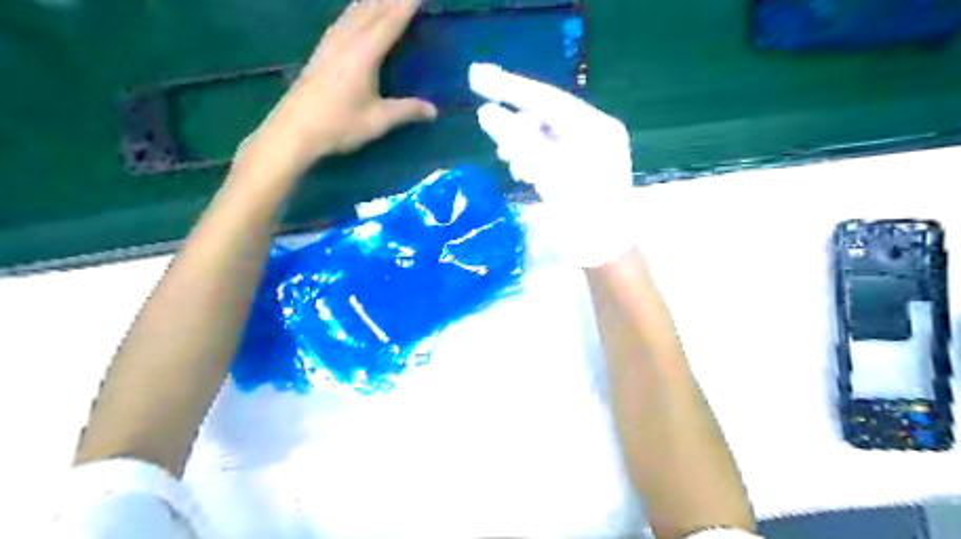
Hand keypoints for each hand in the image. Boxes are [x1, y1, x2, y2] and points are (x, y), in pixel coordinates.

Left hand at [243, 1, 437, 176]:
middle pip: (371, 11)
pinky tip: (354, 13)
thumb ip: (406, 111)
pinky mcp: (320, 52)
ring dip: (372, 1)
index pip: (389, 23)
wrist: (294, 130)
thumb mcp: (378, 121)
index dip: (405, 6)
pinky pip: (342, 21)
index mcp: (364, 54)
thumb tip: (433, 111)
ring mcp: (330, 44)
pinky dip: (355, 11)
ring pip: (354, 12)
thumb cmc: (338, 125)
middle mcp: (347, 41)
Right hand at [470, 61, 635, 266]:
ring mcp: (590, 151)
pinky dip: (533, 159)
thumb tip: (486, 113)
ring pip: (546, 136)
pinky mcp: (582, 168)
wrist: (606, 253)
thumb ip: (518, 141)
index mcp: (595, 128)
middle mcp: (595, 133)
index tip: (477, 77)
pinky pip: (550, 152)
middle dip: (517, 128)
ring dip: (523, 146)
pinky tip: (524, 173)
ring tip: (512, 164)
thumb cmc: (583, 214)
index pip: (547, 99)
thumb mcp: (549, 174)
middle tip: (499, 146)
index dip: (510, 87)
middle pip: (547, 116)